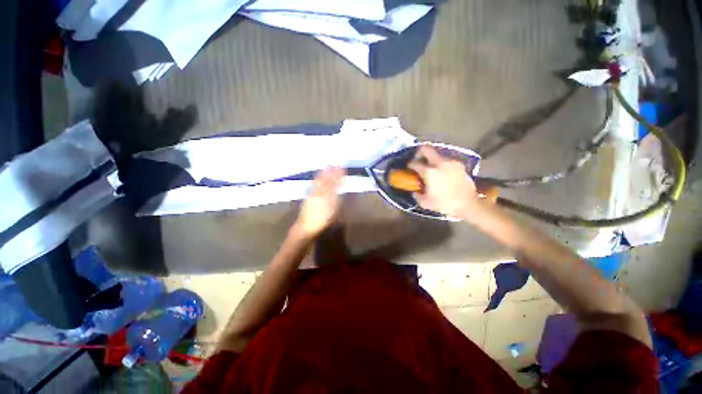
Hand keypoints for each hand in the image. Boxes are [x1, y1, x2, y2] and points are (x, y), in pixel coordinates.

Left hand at [294, 167, 345, 237]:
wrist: (306, 227)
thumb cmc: (322, 221)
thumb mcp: (333, 212)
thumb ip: (336, 200)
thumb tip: (339, 191)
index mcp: (327, 196)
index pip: (334, 183)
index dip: (339, 175)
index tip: (343, 168)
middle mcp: (320, 192)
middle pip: (327, 179)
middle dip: (332, 171)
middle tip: (336, 163)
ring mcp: (313, 193)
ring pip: (320, 180)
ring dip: (324, 172)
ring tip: (328, 166)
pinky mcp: (309, 196)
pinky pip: (314, 184)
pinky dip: (318, 178)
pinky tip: (319, 176)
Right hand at [408, 146, 480, 217]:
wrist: (468, 204)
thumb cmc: (445, 204)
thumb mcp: (425, 203)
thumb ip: (416, 195)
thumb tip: (414, 191)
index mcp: (429, 172)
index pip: (414, 163)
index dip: (409, 165)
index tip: (408, 168)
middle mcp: (439, 163)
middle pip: (426, 149)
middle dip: (419, 152)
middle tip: (417, 160)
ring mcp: (451, 162)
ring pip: (437, 154)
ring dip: (431, 159)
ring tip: (431, 169)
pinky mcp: (459, 165)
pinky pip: (446, 160)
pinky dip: (441, 164)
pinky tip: (442, 173)